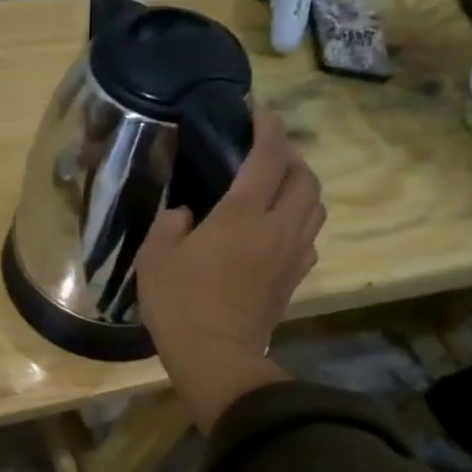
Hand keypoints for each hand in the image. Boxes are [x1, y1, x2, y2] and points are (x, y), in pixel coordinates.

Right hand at [135, 109, 324, 429]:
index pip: (268, 157)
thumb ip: (171, 223)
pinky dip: (300, 218)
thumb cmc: (181, 305)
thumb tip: (186, 214)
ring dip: (301, 185)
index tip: (256, 111)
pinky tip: (277, 226)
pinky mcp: (295, 278)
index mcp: (243, 215)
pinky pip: (310, 235)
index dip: (267, 127)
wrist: (218, 359)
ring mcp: (292, 255)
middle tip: (264, 150)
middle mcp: (278, 227)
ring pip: (315, 205)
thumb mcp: (156, 257)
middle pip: (305, 177)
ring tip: (275, 184)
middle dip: (290, 154)